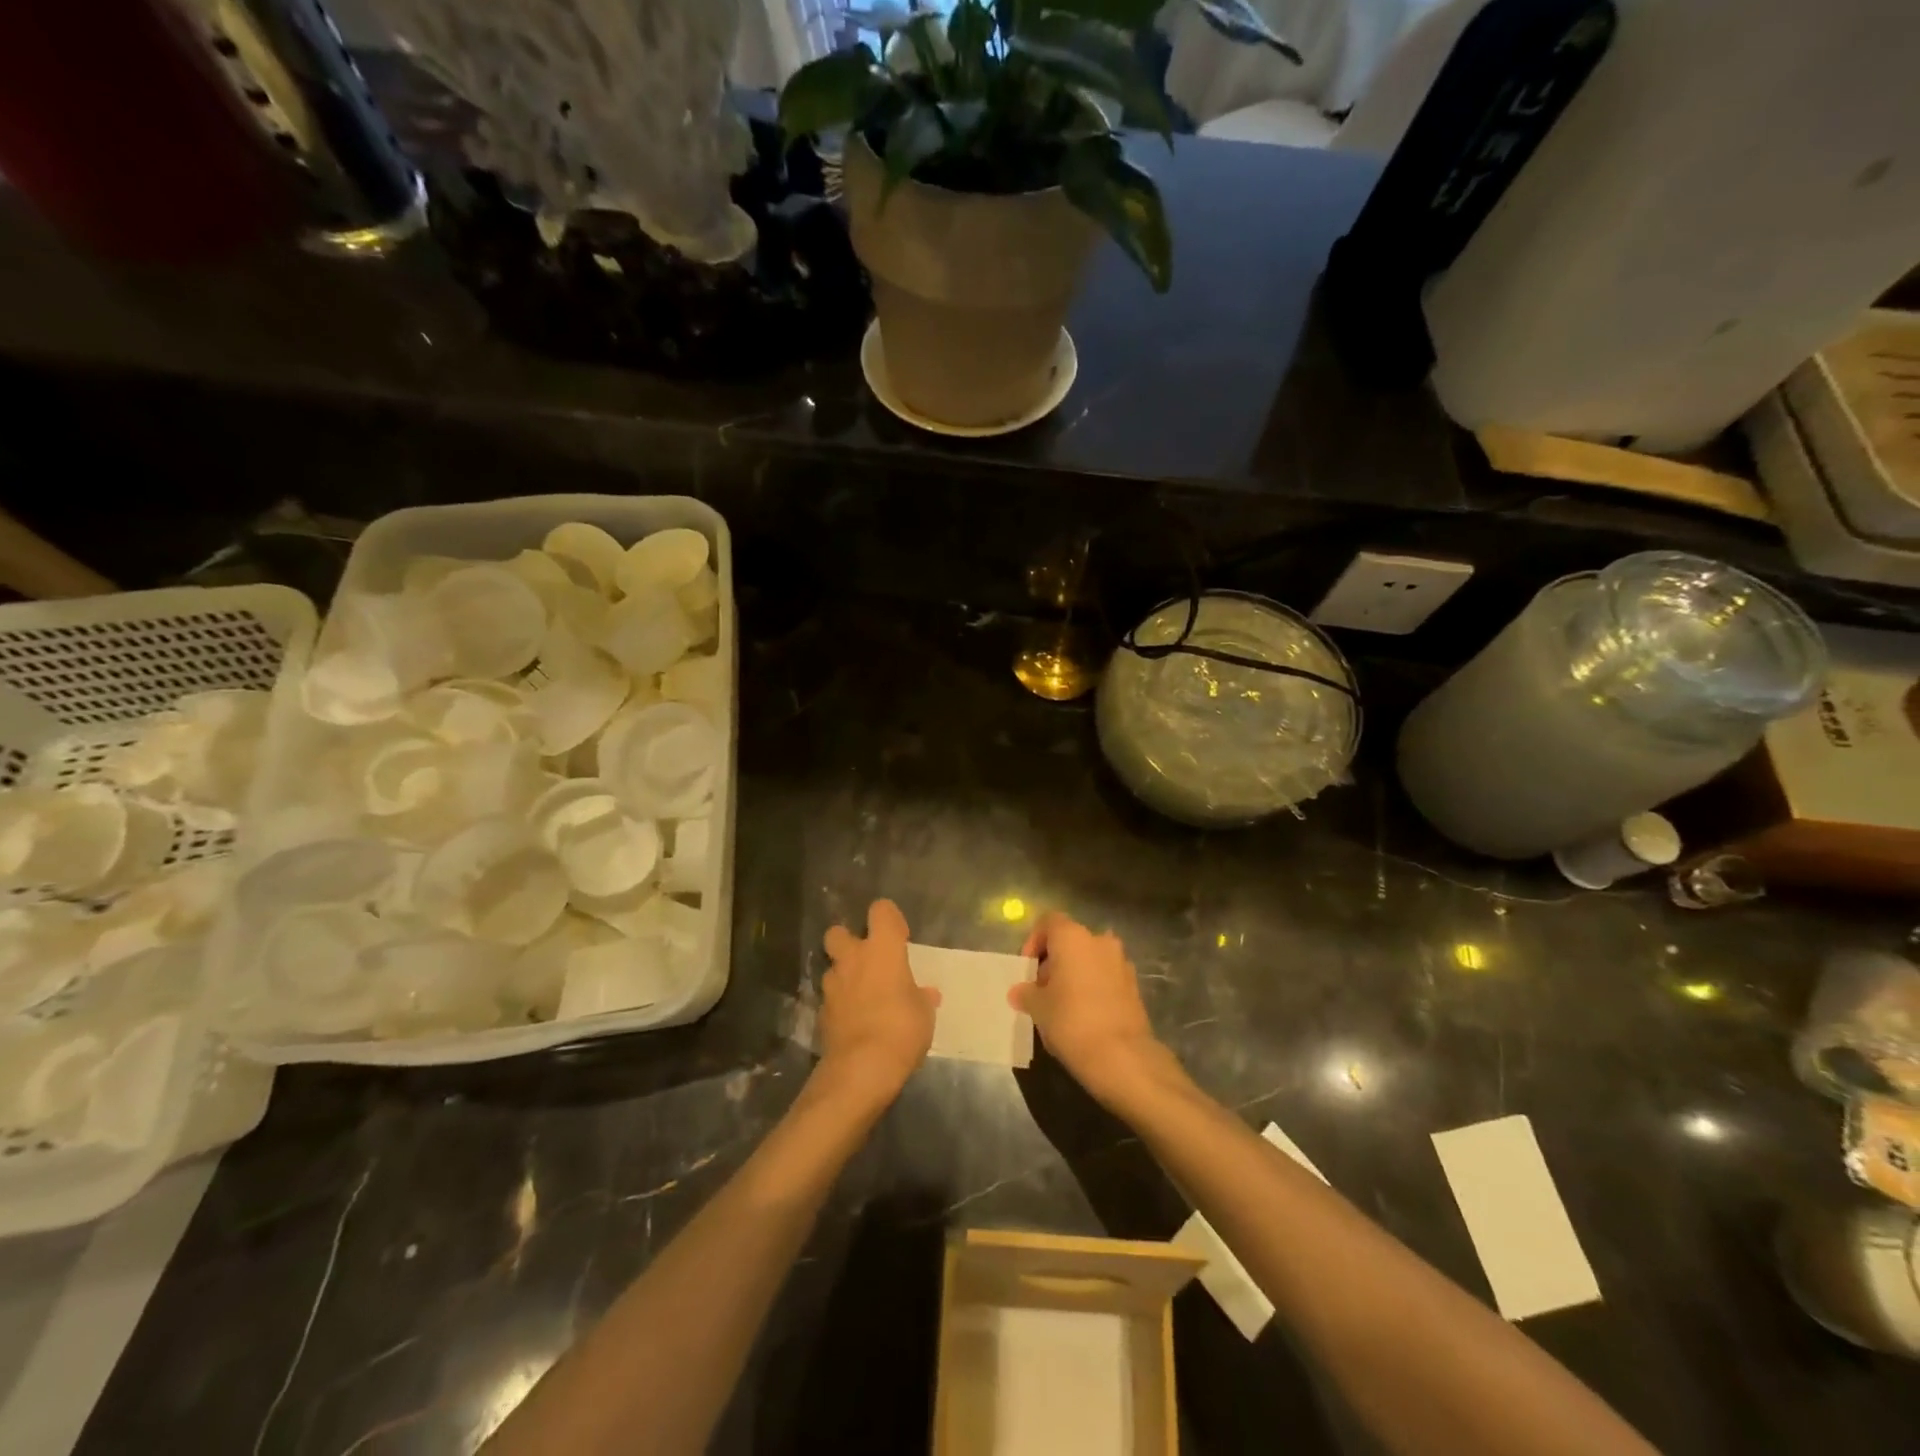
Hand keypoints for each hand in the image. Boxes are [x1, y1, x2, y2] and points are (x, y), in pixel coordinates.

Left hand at [818, 899, 938, 1106]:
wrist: (861, 1068)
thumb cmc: (902, 1029)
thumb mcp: (924, 1014)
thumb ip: (921, 998)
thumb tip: (926, 994)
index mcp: (883, 949)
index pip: (881, 910)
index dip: (890, 919)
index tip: (900, 938)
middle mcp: (853, 958)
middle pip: (838, 931)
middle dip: (849, 941)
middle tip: (867, 960)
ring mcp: (832, 985)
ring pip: (832, 967)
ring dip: (844, 976)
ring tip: (862, 996)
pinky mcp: (821, 1012)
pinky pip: (831, 998)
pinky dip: (840, 1004)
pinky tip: (854, 1021)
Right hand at [1012, 913, 1174, 1110]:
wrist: (1122, 1056)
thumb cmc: (1071, 1021)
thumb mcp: (1038, 1007)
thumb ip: (1026, 993)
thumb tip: (1019, 992)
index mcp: (1073, 937)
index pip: (1048, 922)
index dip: (1034, 942)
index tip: (1027, 969)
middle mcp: (1099, 941)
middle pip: (1070, 941)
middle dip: (1054, 961)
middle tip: (1042, 990)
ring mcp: (1121, 962)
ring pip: (1090, 959)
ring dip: (1075, 974)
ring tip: (1062, 1005)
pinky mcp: (1134, 986)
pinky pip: (1106, 977)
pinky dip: (1093, 987)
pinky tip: (1084, 1015)